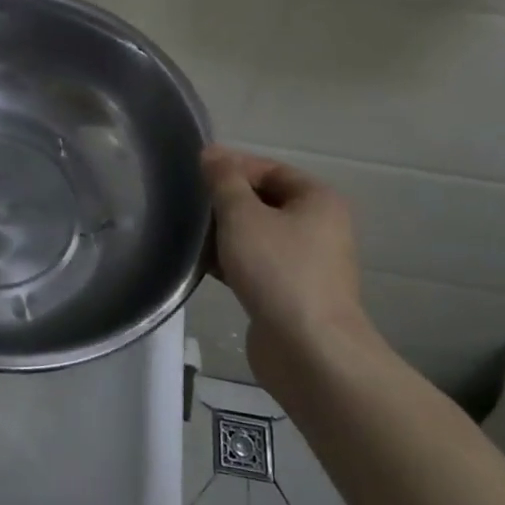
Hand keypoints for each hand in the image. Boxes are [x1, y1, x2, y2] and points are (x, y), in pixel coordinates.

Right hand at [200, 146, 374, 388]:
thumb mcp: (243, 215)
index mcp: (317, 199)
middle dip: (224, 201)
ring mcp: (306, 262)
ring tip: (186, 233)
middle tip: (186, 204)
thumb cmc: (278, 270)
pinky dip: (231, 260)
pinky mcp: (290, 293)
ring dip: (224, 233)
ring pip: (256, 234)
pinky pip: (256, 264)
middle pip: (262, 200)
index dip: (230, 167)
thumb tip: (211, 153)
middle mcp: (318, 226)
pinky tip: (201, 264)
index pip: (268, 168)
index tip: (192, 174)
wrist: (309, 351)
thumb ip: (224, 180)